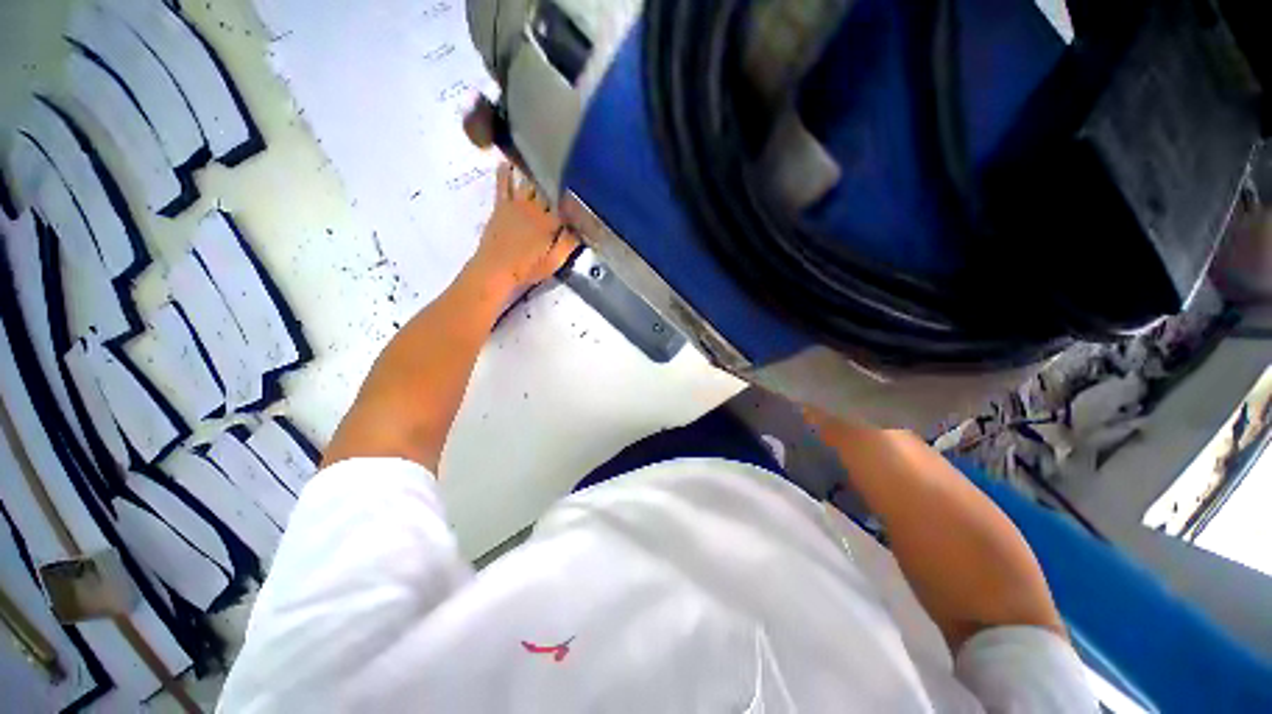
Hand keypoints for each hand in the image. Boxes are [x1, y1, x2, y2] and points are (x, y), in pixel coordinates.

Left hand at [468, 162, 578, 293]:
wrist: (494, 270)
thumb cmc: (526, 269)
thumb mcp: (554, 262)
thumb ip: (569, 243)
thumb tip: (582, 228)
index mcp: (549, 222)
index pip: (567, 205)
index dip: (576, 199)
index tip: (585, 192)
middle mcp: (534, 207)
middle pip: (550, 189)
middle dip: (560, 182)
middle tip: (568, 173)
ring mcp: (516, 203)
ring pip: (530, 182)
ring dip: (539, 173)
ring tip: (546, 161)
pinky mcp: (501, 205)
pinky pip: (503, 183)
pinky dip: (506, 171)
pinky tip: (509, 161)